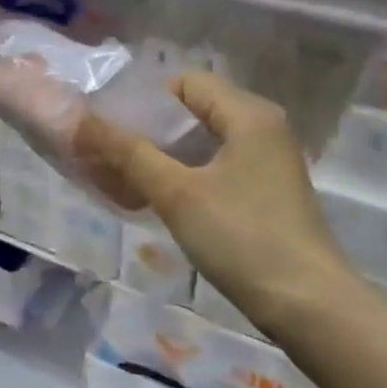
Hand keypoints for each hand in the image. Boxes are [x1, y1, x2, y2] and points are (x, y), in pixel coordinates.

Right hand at [75, 72, 364, 344]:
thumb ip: (127, 152)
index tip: (108, 125)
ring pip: (205, 142)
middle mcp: (263, 129)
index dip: (144, 99)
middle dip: (150, 129)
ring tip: (124, 175)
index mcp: (249, 115)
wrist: (308, 305)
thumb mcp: (176, 193)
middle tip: (108, 151)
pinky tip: (159, 199)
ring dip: (165, 155)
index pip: (186, 82)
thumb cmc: (242, 237)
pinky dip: (186, 175)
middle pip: (195, 111)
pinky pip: (217, 168)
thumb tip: (79, 120)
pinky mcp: (267, 193)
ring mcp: (268, 163)